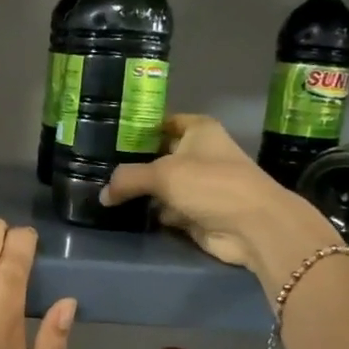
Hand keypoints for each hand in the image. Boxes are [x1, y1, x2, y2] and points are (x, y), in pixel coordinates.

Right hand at [101, 114, 340, 280]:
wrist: (251, 226)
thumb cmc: (211, 184)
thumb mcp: (163, 174)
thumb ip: (128, 179)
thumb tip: (103, 195)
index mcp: (199, 130)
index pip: (163, 122)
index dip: (138, 127)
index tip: (108, 134)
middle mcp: (199, 154)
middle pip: (158, 155)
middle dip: (133, 163)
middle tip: (97, 167)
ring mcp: (199, 185)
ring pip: (161, 185)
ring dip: (140, 191)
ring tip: (104, 190)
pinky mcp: (196, 213)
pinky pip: (166, 209)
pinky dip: (151, 213)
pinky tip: (124, 213)